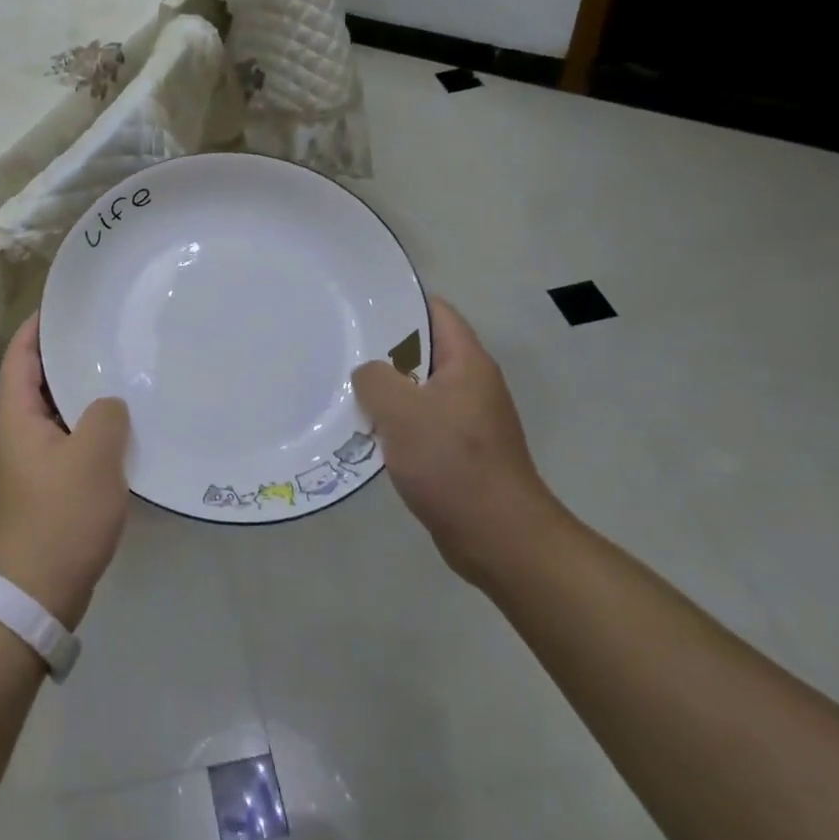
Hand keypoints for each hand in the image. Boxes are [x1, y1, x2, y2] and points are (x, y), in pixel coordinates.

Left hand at [0, 314, 131, 628]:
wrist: (32, 596)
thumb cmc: (59, 516)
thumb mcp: (93, 457)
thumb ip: (106, 415)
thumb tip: (108, 406)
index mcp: (15, 417)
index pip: (21, 356)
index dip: (38, 327)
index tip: (65, 306)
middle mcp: (15, 435)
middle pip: (37, 383)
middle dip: (68, 360)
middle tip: (107, 338)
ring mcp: (27, 466)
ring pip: (55, 417)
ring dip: (82, 399)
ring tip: (121, 378)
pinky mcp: (42, 492)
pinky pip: (66, 446)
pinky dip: (88, 433)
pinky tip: (121, 434)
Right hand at [352, 297, 562, 585]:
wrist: (498, 537)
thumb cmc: (452, 463)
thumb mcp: (401, 411)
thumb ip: (375, 379)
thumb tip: (368, 373)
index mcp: (467, 362)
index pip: (434, 311)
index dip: (397, 302)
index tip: (357, 305)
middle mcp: (471, 383)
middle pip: (422, 349)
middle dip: (382, 348)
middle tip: (340, 345)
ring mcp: (467, 418)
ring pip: (417, 388)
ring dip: (385, 389)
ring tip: (344, 386)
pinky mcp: (459, 449)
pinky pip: (420, 420)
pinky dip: (394, 420)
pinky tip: (364, 429)